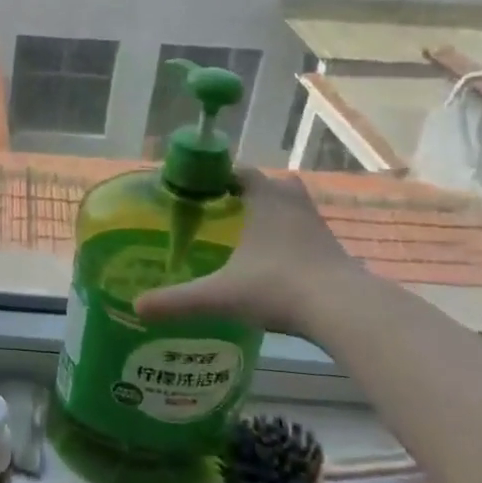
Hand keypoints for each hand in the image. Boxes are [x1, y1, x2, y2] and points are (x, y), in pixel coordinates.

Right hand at [135, 170, 367, 338]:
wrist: (344, 311)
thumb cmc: (278, 287)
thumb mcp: (220, 295)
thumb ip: (178, 300)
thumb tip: (137, 307)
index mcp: (265, 200)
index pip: (240, 172)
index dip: (219, 176)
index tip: (200, 188)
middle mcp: (293, 205)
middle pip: (273, 185)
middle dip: (250, 194)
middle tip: (224, 212)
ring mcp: (318, 228)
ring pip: (294, 209)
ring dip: (274, 216)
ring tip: (248, 238)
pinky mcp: (334, 252)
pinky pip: (307, 234)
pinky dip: (291, 242)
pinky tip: (275, 265)